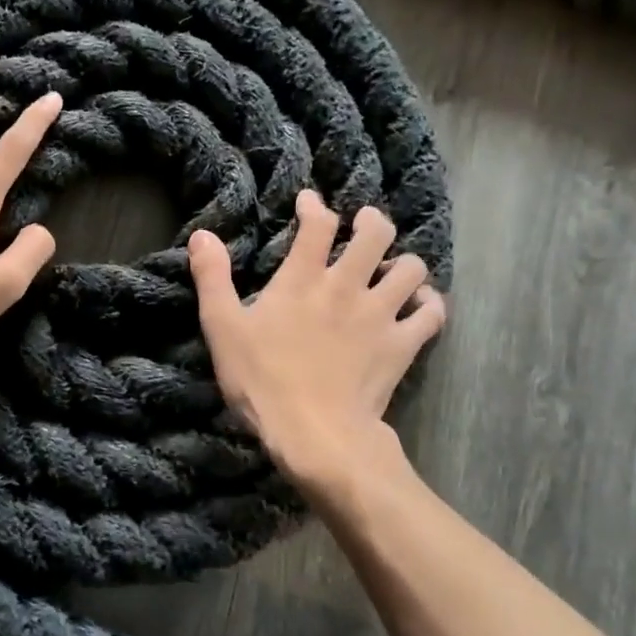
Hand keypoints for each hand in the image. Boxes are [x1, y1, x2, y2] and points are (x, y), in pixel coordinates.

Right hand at [188, 190, 446, 481]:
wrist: (315, 434)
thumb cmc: (262, 381)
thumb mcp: (222, 329)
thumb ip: (212, 278)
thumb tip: (202, 235)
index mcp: (302, 278)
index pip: (317, 224)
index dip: (315, 205)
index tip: (310, 201)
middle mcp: (347, 285)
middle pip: (376, 233)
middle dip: (372, 221)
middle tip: (364, 225)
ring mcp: (380, 314)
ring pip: (411, 268)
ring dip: (403, 263)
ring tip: (391, 269)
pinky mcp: (402, 345)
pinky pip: (432, 313)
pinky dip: (429, 304)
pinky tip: (419, 306)